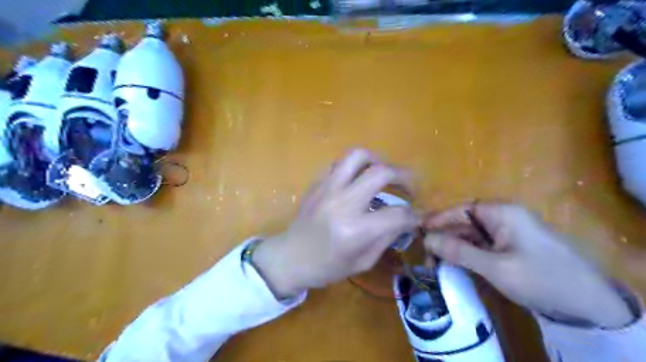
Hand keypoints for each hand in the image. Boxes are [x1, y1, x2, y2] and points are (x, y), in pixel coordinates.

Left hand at [250, 149, 421, 299]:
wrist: (290, 257)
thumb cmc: (327, 267)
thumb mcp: (363, 261)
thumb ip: (387, 237)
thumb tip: (406, 218)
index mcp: (356, 230)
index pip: (398, 213)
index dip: (415, 214)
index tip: (419, 214)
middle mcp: (342, 203)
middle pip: (381, 173)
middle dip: (404, 176)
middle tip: (410, 186)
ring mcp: (327, 188)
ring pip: (358, 156)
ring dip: (378, 160)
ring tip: (384, 172)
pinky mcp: (317, 183)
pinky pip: (341, 163)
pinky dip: (356, 167)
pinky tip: (359, 179)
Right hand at [425, 202, 631, 329]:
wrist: (588, 304)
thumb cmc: (540, 278)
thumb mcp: (495, 266)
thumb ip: (458, 251)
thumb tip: (426, 239)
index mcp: (501, 212)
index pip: (461, 209)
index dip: (438, 218)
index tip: (418, 230)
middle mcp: (502, 217)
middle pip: (464, 222)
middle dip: (444, 237)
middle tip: (426, 254)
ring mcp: (506, 232)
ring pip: (471, 235)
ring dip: (453, 247)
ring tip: (436, 263)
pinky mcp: (509, 247)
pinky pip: (481, 246)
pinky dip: (466, 254)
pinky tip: (454, 265)